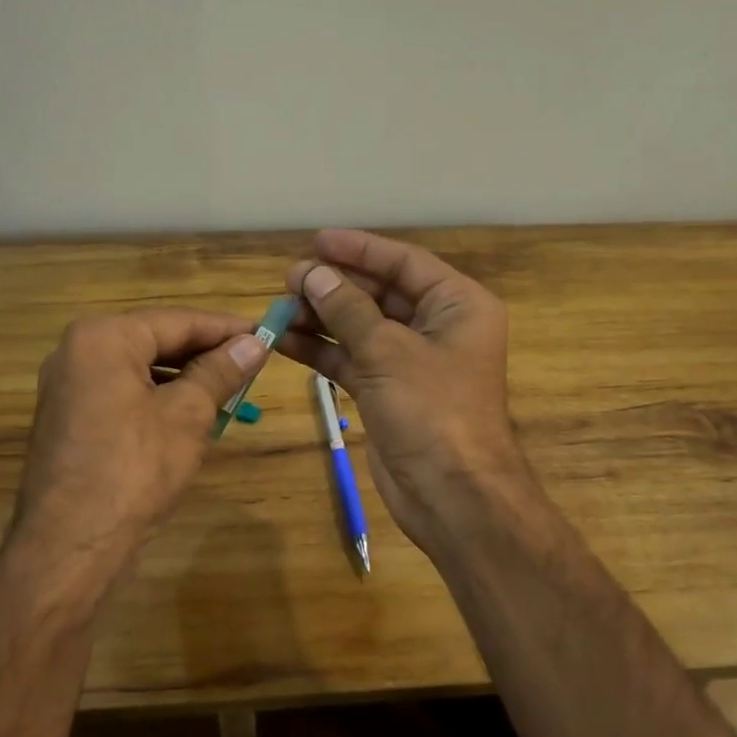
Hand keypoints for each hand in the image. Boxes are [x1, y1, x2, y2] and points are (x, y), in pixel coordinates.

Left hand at [7, 308, 266, 597]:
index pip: (178, 321)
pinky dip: (159, 396)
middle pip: (156, 340)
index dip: (226, 329)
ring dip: (185, 376)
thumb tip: (255, 343)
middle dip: (205, 352)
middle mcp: (78, 351)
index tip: (266, 334)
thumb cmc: (135, 468)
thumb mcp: (188, 414)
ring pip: (141, 367)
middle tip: (252, 361)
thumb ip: (221, 371)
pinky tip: (191, 412)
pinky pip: (124, 391)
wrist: (71, 545)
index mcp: (103, 338)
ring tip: (230, 388)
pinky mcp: (70, 416)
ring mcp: (69, 385)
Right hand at [278, 229, 530, 555]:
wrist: (452, 495)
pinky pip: (352, 358)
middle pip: (380, 293)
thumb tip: (312, 272)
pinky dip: (322, 349)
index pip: (404, 263)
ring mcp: (412, 361)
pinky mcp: (389, 391)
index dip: (360, 249)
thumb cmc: (433, 410)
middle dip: (335, 285)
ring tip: (279, 306)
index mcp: (458, 305)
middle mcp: (438, 326)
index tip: (317, 240)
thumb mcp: (388, 351)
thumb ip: (347, 309)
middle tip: (289, 278)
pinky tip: (284, 340)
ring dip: (322, 317)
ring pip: (361, 327)